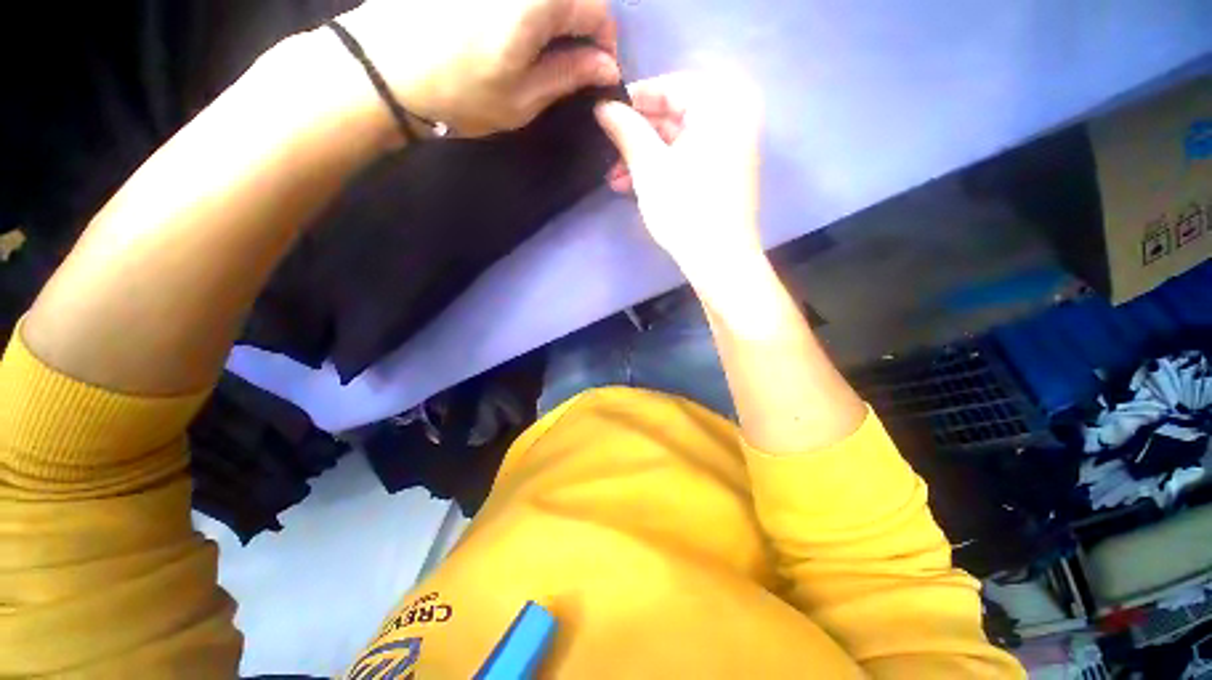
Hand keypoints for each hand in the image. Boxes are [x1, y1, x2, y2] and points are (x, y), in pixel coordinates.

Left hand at [338, 0, 620, 136]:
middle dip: (578, 25)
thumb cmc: (460, 94)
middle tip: (568, 61)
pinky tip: (508, 29)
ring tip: (538, 46)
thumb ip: (569, 75)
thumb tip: (606, 67)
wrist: (381, 69)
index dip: (603, 42)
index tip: (597, 70)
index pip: (596, 9)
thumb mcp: (523, 98)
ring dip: (551, 14)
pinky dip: (524, 9)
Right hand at [594, 73, 764, 283]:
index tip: (603, 114)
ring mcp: (729, 148)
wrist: (719, 259)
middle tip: (606, 151)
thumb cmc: (685, 208)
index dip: (633, 101)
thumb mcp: (649, 166)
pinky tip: (633, 186)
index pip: (669, 87)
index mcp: (721, 104)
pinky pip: (687, 160)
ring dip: (643, 158)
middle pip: (673, 116)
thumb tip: (602, 106)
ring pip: (676, 142)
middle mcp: (732, 118)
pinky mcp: (722, 174)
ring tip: (614, 178)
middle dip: (636, 138)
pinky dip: (661, 170)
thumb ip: (626, 130)